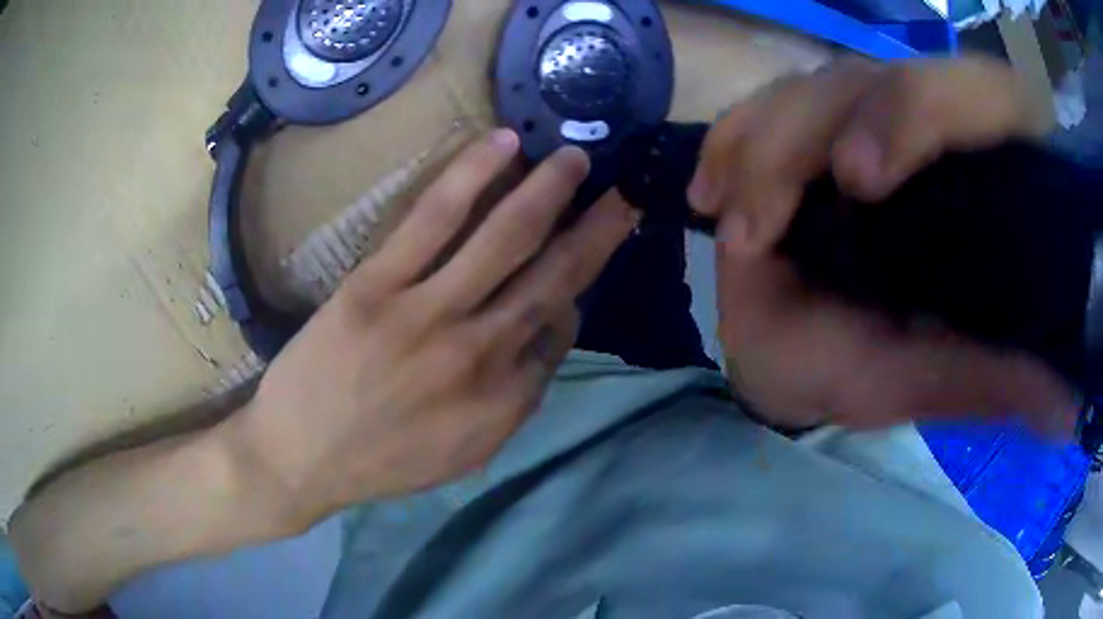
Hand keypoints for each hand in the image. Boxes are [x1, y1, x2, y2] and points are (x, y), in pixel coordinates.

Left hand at [224, 130, 635, 526]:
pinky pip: (434, 219)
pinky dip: (474, 175)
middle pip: (556, 277)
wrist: (299, 459)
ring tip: (574, 157)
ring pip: (506, 237)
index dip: (572, 292)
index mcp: (506, 400)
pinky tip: (505, 144)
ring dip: (549, 190)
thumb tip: (543, 339)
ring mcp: (428, 314)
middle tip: (623, 192)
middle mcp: (482, 353)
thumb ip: (515, 401)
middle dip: (598, 229)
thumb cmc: (381, 461)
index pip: (560, 330)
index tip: (571, 261)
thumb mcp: (466, 452)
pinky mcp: (377, 285)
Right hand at [688, 57, 1076, 430]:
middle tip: (770, 215)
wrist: (795, 352)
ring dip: (765, 148)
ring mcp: (862, 114)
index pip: (980, 98)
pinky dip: (732, 141)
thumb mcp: (928, 380)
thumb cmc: (863, 369)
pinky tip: (713, 192)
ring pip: (816, 86)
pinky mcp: (804, 121)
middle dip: (825, 126)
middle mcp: (929, 129)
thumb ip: (990, 383)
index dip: (922, 111)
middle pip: (885, 78)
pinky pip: (760, 104)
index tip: (862, 179)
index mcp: (983, 177)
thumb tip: (1066, 411)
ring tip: (742, 231)